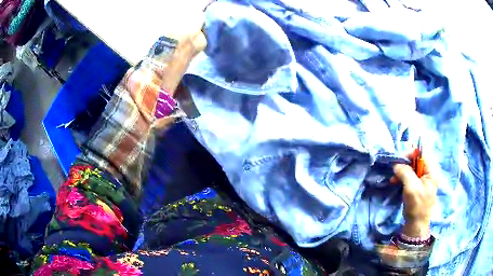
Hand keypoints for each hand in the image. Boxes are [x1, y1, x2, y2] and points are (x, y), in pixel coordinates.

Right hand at [392, 156, 437, 237]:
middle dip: (405, 164)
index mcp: (432, 171)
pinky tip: (395, 181)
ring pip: (412, 168)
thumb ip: (405, 172)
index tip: (399, 160)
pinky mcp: (418, 185)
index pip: (422, 153)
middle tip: (395, 169)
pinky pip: (410, 176)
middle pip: (416, 160)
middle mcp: (429, 172)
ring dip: (402, 171)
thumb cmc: (417, 205)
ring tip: (393, 178)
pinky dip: (402, 177)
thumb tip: (396, 163)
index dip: (411, 153)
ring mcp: (424, 179)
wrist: (416, 224)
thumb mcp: (411, 187)